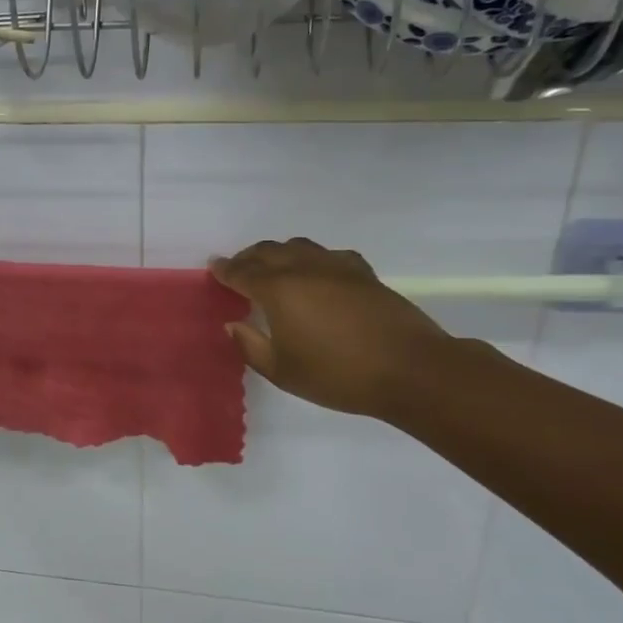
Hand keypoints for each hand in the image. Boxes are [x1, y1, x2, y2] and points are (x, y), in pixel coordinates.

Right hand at [210, 238, 448, 416]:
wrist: (409, 369)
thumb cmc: (338, 375)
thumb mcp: (283, 371)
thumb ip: (251, 347)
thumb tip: (234, 325)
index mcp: (279, 291)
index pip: (243, 273)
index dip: (225, 270)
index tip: (213, 267)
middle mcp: (304, 269)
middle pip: (268, 252)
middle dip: (248, 257)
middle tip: (237, 268)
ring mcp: (337, 267)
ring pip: (299, 247)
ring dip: (278, 253)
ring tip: (272, 266)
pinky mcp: (363, 273)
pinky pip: (328, 255)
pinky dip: (312, 258)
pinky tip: (316, 272)